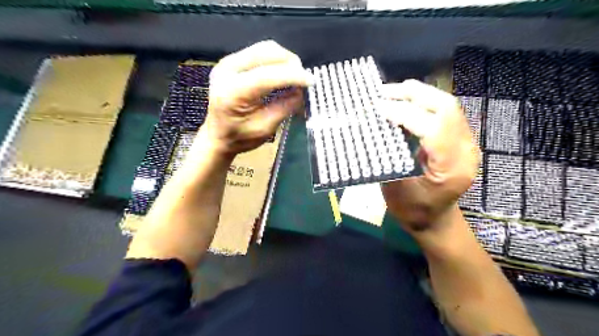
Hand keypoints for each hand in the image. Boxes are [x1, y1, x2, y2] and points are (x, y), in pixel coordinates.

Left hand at [201, 41, 313, 157]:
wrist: (217, 136)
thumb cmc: (240, 138)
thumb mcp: (265, 128)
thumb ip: (285, 107)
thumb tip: (302, 91)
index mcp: (233, 92)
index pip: (267, 75)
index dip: (293, 76)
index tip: (312, 82)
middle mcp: (227, 70)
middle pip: (267, 52)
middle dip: (291, 63)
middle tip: (304, 80)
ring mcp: (227, 63)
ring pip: (264, 48)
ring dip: (285, 60)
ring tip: (295, 76)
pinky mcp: (231, 62)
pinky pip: (259, 52)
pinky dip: (276, 60)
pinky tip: (282, 73)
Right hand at [375, 80, 480, 232]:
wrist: (435, 221)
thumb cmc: (413, 211)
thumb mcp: (396, 189)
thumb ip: (389, 157)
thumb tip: (375, 129)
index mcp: (451, 168)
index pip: (433, 128)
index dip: (404, 113)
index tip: (378, 108)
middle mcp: (465, 150)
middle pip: (446, 108)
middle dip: (413, 94)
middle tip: (383, 93)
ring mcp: (466, 143)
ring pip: (446, 105)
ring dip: (417, 95)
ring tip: (390, 93)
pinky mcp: (459, 140)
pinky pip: (443, 113)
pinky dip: (421, 103)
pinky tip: (403, 103)